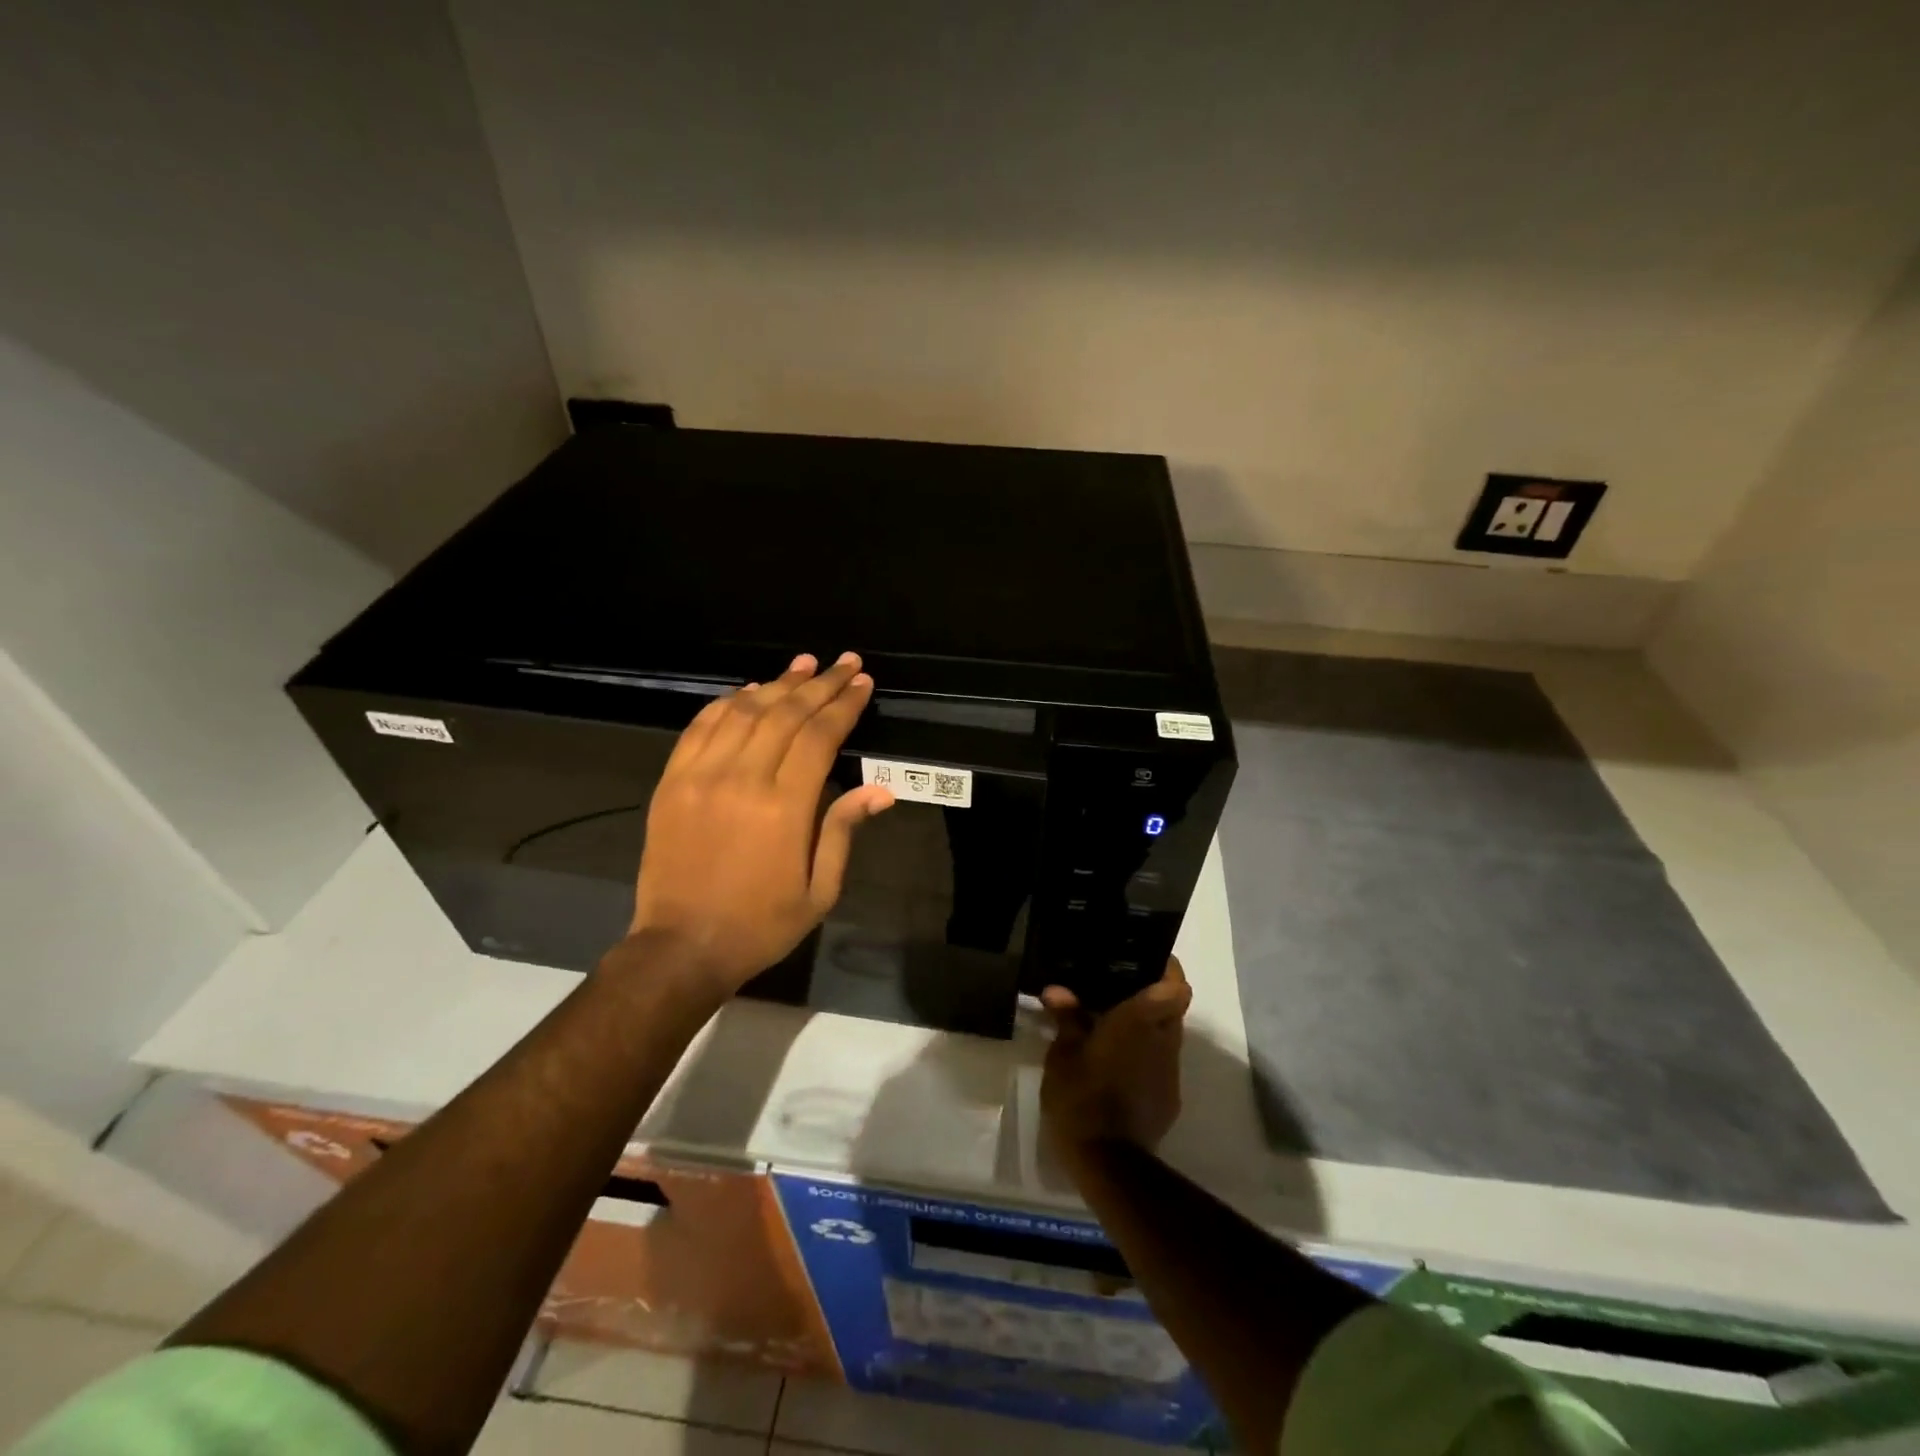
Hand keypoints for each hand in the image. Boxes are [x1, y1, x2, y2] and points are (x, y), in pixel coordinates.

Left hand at [624, 652, 893, 992]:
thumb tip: (880, 790)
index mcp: (784, 807)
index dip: (844, 704)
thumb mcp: (819, 891)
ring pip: (744, 711)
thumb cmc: (761, 924)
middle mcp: (742, 779)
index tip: (863, 682)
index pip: (820, 736)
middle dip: (820, 683)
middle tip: (844, 662)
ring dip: (777, 683)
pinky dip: (726, 702)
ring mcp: (700, 776)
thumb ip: (843, 831)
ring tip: (804, 664)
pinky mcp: (671, 781)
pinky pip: (701, 727)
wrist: (681, 946)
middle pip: (786, 713)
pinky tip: (748, 690)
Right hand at [1040, 959, 1191, 1159]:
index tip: (1148, 960)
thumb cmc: (1081, 1094)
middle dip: (1154, 997)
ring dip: (1149, 1029)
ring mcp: (1170, 1072)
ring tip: (1114, 1028)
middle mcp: (1164, 1041)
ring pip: (1169, 1037)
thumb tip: (1056, 990)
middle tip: (1121, 991)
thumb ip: (1066, 1018)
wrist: (1107, 1161)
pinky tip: (1118, 1066)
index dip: (1168, 969)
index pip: (1176, 985)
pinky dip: (1145, 1058)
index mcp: (1140, 1021)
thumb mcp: (1063, 1054)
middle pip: (1174, 1008)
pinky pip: (1161, 1065)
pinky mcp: (1169, 1099)